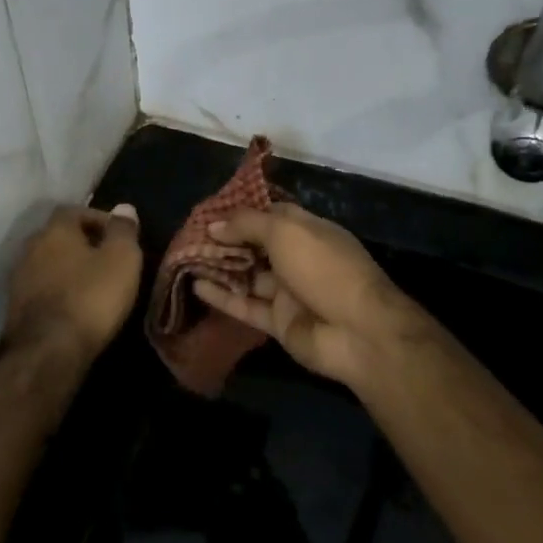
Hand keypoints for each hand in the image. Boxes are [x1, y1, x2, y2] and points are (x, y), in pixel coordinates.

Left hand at [4, 203, 142, 364]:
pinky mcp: (14, 308)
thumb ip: (123, 230)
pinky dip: (58, 291)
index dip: (99, 219)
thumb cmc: (91, 297)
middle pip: (59, 236)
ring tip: (93, 284)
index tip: (120, 236)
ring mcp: (18, 278)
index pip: (75, 210)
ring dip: (68, 269)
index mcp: (55, 230)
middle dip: (82, 244)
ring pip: (48, 263)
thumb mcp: (122, 259)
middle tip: (108, 259)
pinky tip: (74, 306)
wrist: (48, 351)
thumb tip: (124, 207)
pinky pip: (41, 288)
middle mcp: (30, 247)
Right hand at [192, 202, 435, 392]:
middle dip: (226, 241)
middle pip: (256, 245)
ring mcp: (289, 292)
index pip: (272, 215)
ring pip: (248, 276)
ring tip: (184, 259)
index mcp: (308, 231)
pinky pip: (246, 306)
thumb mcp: (286, 232)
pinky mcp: (279, 321)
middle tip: (189, 236)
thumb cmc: (324, 268)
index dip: (243, 213)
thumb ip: (248, 225)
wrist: (357, 330)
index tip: (210, 212)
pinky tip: (196, 286)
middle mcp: (298, 258)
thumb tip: (214, 225)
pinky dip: (223, 297)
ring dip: (220, 268)